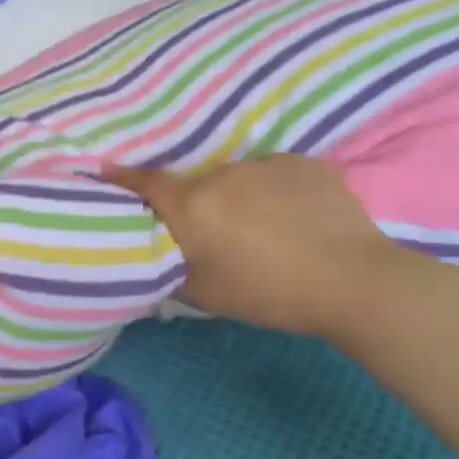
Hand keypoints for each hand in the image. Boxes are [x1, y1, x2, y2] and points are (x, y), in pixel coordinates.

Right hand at [104, 156, 408, 336]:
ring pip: (238, 181)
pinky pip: (275, 176)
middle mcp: (223, 174)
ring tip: (265, 231)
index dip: (124, 179)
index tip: (106, 171)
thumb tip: (156, 256)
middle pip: (198, 187)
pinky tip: (296, 220)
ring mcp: (267, 164)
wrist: (352, 282)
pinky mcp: (305, 164)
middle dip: (200, 207)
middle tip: (218, 237)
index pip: (147, 184)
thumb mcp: (206, 294)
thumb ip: (172, 269)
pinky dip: (275, 194)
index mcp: (194, 205)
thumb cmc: (268, 293)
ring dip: (240, 200)